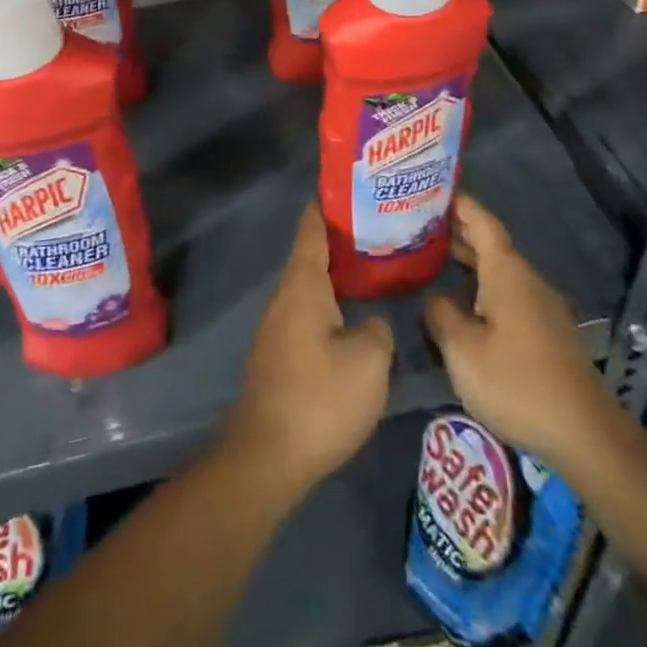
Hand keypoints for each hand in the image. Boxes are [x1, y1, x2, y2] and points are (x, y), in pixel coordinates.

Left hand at [224, 204, 393, 492]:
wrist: (268, 457)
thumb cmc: (320, 398)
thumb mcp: (369, 361)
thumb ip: (378, 330)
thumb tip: (371, 324)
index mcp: (303, 286)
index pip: (311, 231)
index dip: (326, 207)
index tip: (344, 189)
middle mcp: (284, 299)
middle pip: (311, 258)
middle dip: (339, 243)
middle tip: (375, 233)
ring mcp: (277, 329)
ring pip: (309, 289)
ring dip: (335, 278)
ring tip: (369, 273)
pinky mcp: (278, 357)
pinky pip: (306, 316)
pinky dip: (328, 306)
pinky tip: (350, 321)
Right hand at [422, 195, 605, 466]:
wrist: (584, 433)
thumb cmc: (516, 382)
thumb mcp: (462, 350)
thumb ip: (441, 315)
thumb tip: (434, 297)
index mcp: (506, 271)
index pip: (480, 221)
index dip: (458, 204)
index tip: (431, 191)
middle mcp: (526, 279)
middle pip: (490, 244)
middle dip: (457, 233)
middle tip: (418, 228)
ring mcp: (541, 305)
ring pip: (499, 271)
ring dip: (469, 263)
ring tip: (433, 263)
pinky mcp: (548, 332)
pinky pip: (509, 294)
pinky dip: (482, 287)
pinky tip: (464, 306)